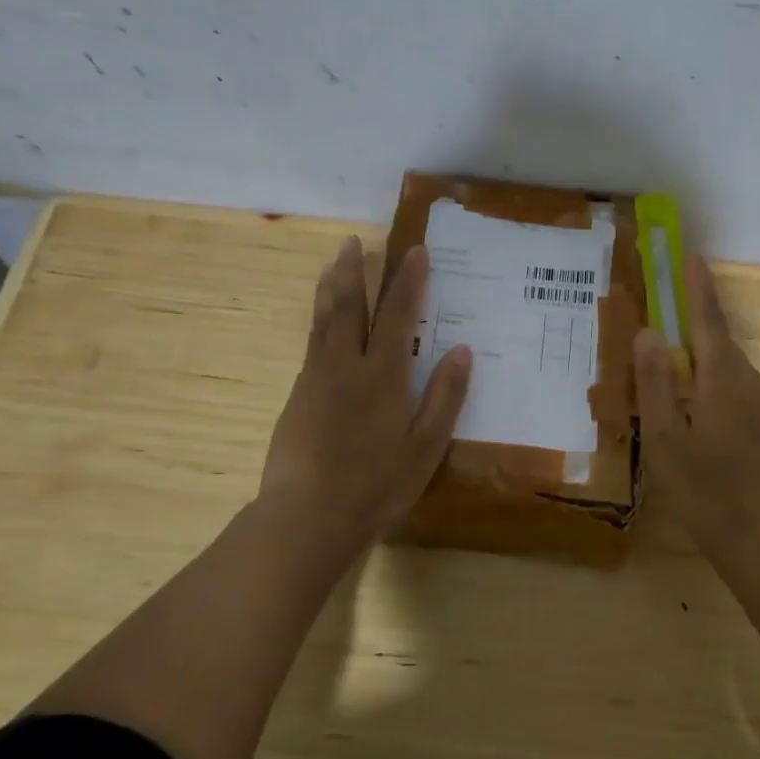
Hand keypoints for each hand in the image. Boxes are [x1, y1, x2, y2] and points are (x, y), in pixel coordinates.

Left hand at [260, 237, 470, 557]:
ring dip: (330, 287)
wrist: (307, 517)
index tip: (415, 250)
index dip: (408, 280)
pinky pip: (311, 342)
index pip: (399, 314)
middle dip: (355, 271)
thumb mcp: (426, 446)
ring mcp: (316, 379)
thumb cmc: (376, 484)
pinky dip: (320, 318)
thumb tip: (462, 350)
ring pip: (323, 320)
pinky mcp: (297, 396)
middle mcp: (346, 365)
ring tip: (334, 262)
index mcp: (383, 375)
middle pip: (349, 306)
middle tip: (356, 241)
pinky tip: (323, 321)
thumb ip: (445, 396)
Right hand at [634, 254, 759, 556]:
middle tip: (665, 300)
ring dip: (700, 347)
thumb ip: (656, 383)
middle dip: (695, 314)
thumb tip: (649, 332)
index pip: (709, 321)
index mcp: (723, 380)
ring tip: (668, 349)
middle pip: (718, 338)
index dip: (698, 287)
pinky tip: (690, 392)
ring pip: (725, 361)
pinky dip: (709, 372)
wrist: (754, 534)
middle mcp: (748, 380)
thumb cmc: (702, 488)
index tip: (691, 256)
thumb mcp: (665, 437)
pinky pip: (732, 380)